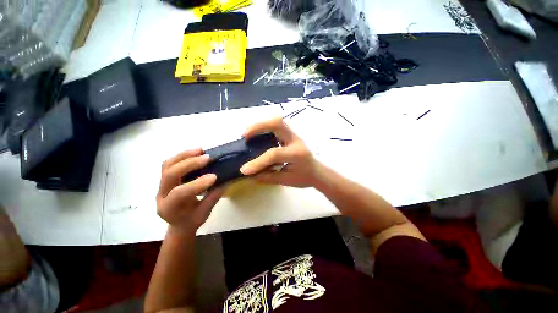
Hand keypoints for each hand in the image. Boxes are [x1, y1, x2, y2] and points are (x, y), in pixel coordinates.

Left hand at [156, 149, 223, 232]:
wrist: (179, 223)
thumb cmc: (191, 221)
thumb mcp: (203, 214)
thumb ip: (212, 199)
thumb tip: (223, 183)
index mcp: (169, 208)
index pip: (179, 193)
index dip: (197, 183)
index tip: (214, 176)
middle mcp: (161, 195)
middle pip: (170, 174)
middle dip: (189, 164)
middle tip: (207, 158)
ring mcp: (161, 185)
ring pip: (167, 165)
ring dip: (184, 155)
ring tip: (200, 150)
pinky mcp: (165, 178)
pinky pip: (170, 163)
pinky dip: (182, 156)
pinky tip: (195, 152)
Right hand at [240, 118, 319, 187]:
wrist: (317, 172)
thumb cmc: (304, 177)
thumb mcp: (287, 181)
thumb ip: (268, 177)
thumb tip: (250, 174)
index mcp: (297, 154)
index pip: (274, 154)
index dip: (258, 162)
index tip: (244, 169)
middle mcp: (296, 141)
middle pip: (278, 124)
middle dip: (259, 127)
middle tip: (245, 135)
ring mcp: (294, 135)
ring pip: (278, 121)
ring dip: (261, 125)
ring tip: (249, 133)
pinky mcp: (291, 135)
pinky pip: (278, 126)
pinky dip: (266, 127)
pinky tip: (259, 135)